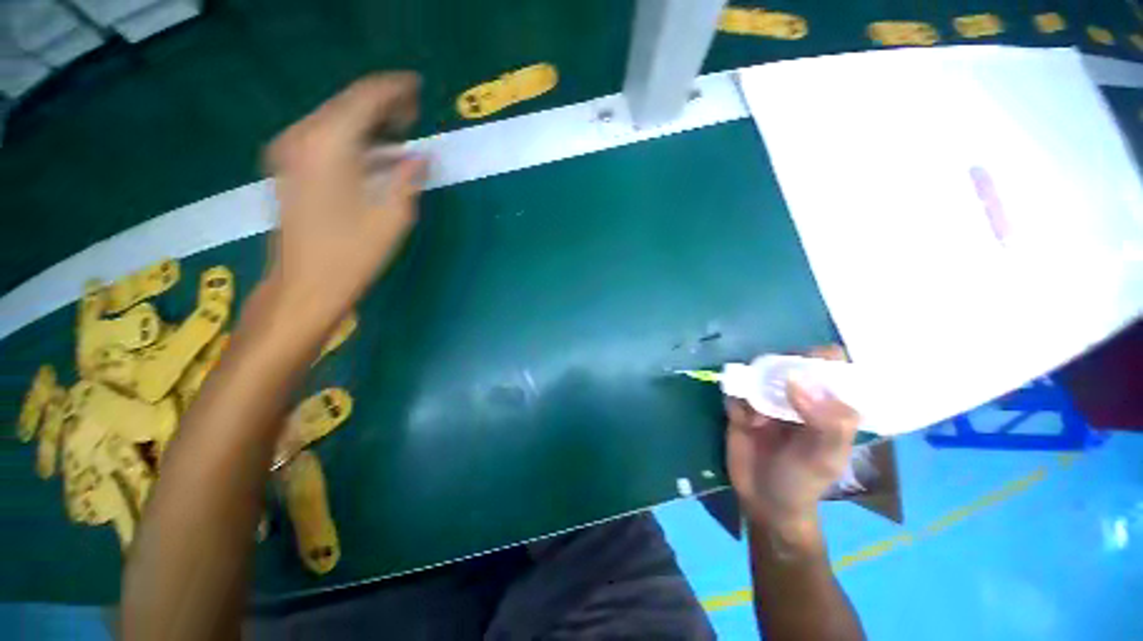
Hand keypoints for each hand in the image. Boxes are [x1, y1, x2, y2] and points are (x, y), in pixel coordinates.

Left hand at [263, 73, 427, 328]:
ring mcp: (289, 152)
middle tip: (413, 116)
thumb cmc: (353, 255)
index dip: (394, 90)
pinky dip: (351, 138)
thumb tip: (420, 155)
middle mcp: (302, 139)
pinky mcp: (287, 168)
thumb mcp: (393, 217)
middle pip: (346, 104)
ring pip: (334, 120)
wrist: (304, 286)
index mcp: (329, 146)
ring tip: (399, 136)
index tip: (417, 89)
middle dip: (382, 105)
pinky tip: (373, 154)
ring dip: (367, 123)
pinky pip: (323, 138)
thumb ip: (407, 177)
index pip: (364, 98)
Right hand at [725, 346, 859, 543]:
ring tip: (755, 409)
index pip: (832, 367)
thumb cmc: (803, 482)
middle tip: (770, 383)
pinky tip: (740, 418)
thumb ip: (825, 421)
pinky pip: (735, 388)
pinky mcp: (741, 405)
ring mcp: (767, 399)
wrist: (762, 501)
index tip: (804, 362)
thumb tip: (796, 378)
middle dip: (778, 366)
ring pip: (758, 371)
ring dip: (752, 381)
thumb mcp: (824, 458)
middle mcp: (798, 396)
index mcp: (828, 405)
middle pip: (790, 362)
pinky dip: (734, 396)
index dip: (820, 357)